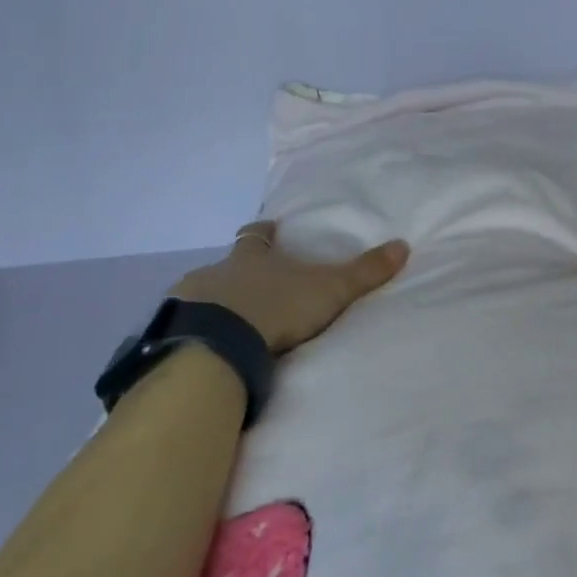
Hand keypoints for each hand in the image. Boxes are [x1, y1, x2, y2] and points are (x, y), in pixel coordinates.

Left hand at [169, 221, 408, 353]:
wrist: (219, 344)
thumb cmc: (276, 307)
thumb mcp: (329, 289)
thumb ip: (364, 272)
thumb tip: (403, 245)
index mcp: (252, 257)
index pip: (257, 236)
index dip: (264, 233)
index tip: (268, 228)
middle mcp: (218, 270)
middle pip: (227, 265)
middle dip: (238, 273)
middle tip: (252, 287)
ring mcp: (190, 299)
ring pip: (203, 294)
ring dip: (215, 304)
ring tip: (228, 323)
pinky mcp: (173, 331)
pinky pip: (185, 327)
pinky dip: (196, 332)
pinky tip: (205, 347)